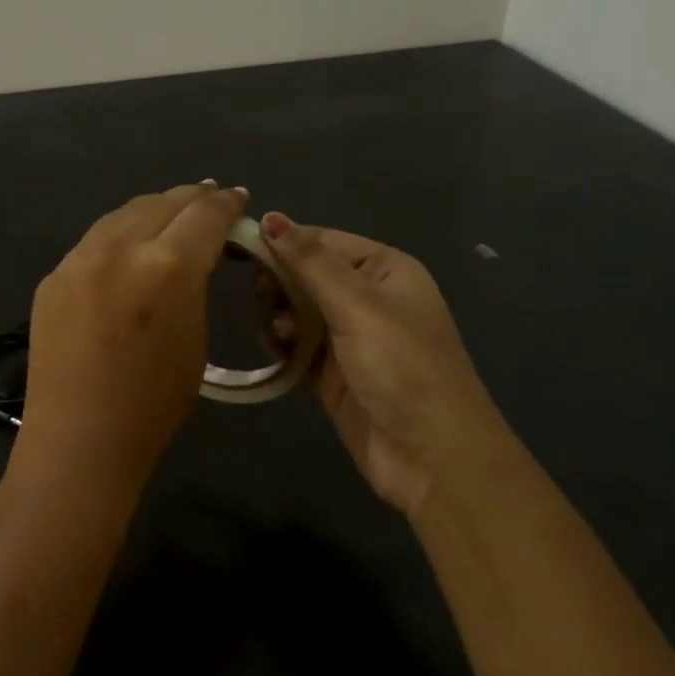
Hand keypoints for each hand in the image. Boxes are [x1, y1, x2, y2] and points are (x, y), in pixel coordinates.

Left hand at [17, 182, 249, 492]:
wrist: (79, 439)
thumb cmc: (153, 404)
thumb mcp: (195, 338)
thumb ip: (194, 284)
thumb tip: (195, 254)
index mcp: (168, 267)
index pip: (205, 215)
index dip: (227, 203)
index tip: (238, 198)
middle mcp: (120, 248)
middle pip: (163, 202)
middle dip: (192, 197)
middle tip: (210, 196)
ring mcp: (79, 259)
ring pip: (123, 213)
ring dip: (154, 208)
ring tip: (171, 212)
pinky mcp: (54, 275)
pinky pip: (95, 241)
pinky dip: (120, 234)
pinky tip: (129, 246)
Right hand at [260, 212, 505, 515]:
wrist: (433, 459)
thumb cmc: (403, 368)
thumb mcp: (359, 306)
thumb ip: (311, 262)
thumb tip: (270, 216)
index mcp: (384, 270)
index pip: (322, 240)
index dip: (283, 242)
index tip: (240, 249)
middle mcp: (367, 297)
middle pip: (306, 274)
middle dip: (280, 282)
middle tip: (263, 296)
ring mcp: (349, 337)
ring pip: (296, 310)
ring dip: (279, 315)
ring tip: (278, 332)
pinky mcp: (331, 373)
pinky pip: (295, 346)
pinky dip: (281, 344)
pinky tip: (273, 349)